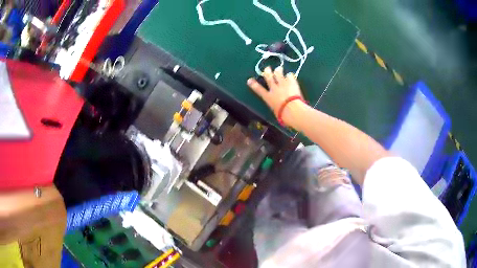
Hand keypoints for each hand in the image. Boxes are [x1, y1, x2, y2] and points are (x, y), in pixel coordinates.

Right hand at [247, 66, 303, 120]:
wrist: (293, 109)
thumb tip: (278, 109)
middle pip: (269, 78)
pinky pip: (290, 75)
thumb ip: (276, 108)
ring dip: (278, 70)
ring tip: (279, 68)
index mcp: (268, 97)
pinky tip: (290, 76)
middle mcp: (274, 88)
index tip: (249, 80)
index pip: (259, 90)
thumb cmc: (284, 115)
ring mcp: (282, 84)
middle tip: (267, 68)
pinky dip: (289, 75)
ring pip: (278, 73)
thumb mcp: (276, 112)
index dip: (253, 84)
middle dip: (267, 72)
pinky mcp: (291, 82)